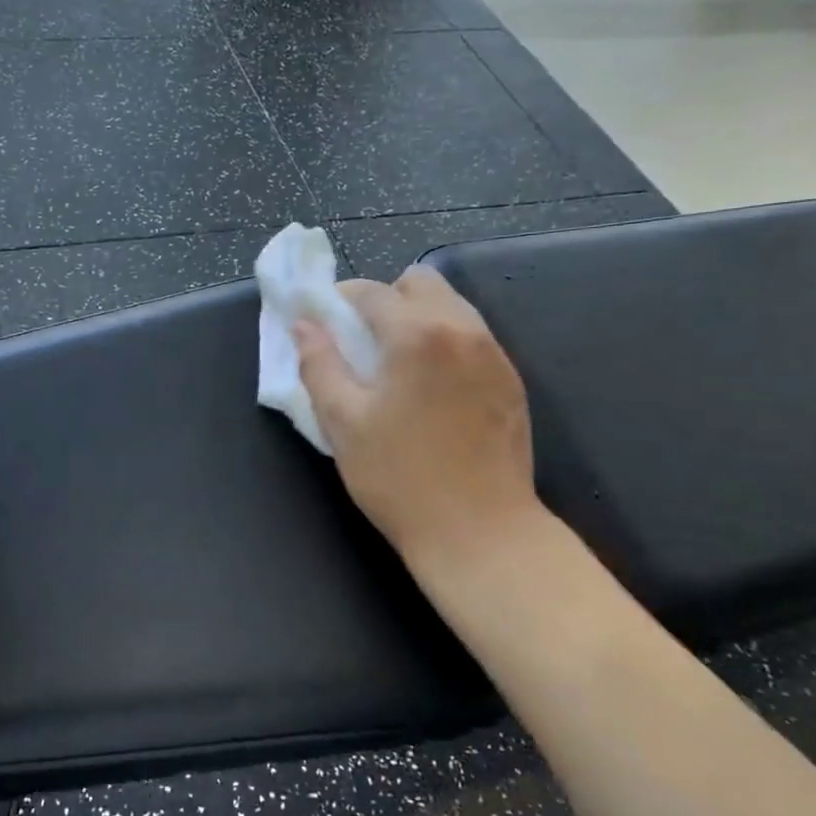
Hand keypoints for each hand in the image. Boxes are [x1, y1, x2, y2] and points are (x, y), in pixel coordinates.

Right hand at [295, 267, 544, 576]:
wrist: (481, 533)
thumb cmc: (399, 478)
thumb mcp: (342, 422)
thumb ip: (319, 364)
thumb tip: (303, 325)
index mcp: (418, 335)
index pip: (372, 292)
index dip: (339, 299)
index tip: (320, 319)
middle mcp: (463, 330)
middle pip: (420, 282)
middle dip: (385, 298)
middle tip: (361, 340)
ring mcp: (494, 354)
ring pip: (451, 306)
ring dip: (417, 317)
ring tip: (395, 362)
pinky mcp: (511, 381)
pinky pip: (472, 337)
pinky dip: (444, 341)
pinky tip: (429, 385)